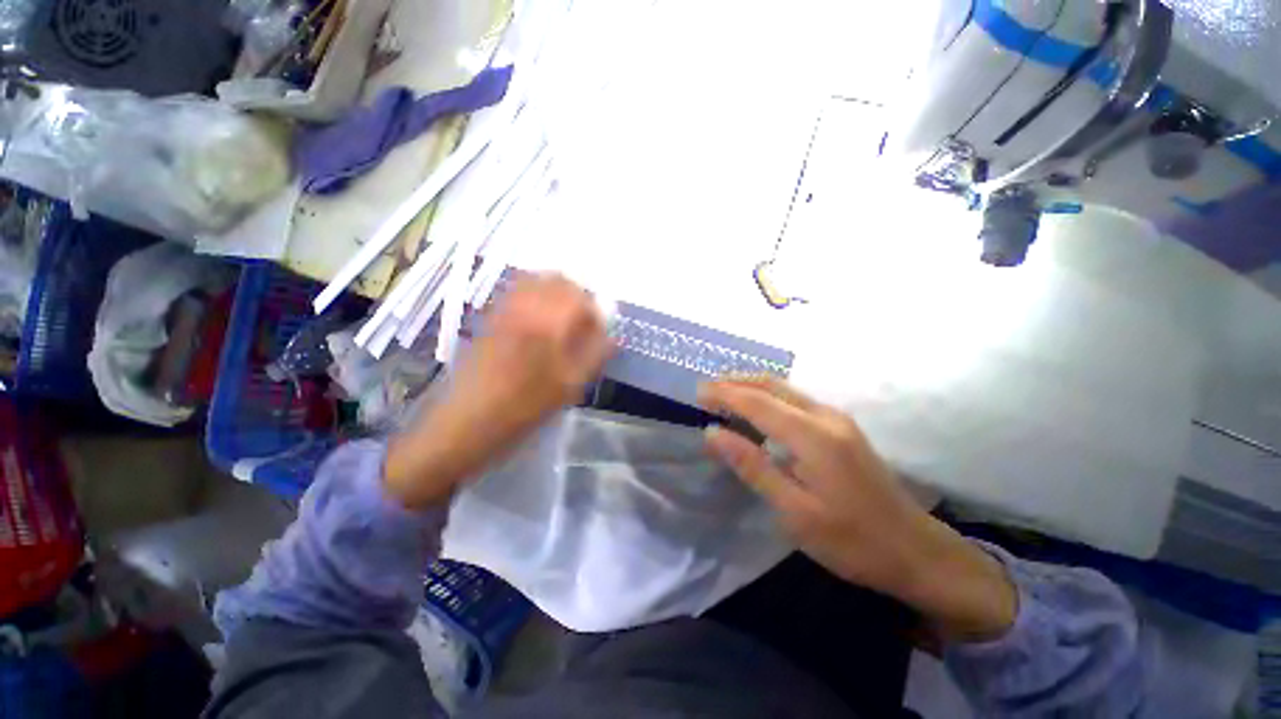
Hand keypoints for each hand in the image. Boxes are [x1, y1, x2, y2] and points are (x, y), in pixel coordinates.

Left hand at [384, 274, 609, 508]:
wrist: (467, 421)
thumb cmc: (524, 407)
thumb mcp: (570, 387)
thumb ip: (595, 355)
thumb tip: (613, 334)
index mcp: (549, 322)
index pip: (582, 296)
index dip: (595, 311)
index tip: (598, 331)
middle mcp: (526, 306)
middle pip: (558, 279)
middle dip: (577, 296)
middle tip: (582, 323)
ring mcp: (504, 308)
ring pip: (536, 281)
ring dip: (556, 294)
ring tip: (562, 320)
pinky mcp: (490, 316)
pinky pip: (517, 291)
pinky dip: (535, 297)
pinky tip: (538, 322)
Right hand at [699, 376, 1017, 642]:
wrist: (917, 551)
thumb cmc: (852, 541)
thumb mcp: (794, 512)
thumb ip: (752, 466)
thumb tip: (713, 434)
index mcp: (813, 436)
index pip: (757, 402)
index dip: (724, 394)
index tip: (697, 393)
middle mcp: (826, 417)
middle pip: (772, 385)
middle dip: (736, 382)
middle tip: (706, 389)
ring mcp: (838, 419)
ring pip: (785, 389)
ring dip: (752, 386)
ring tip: (724, 393)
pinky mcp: (843, 428)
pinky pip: (796, 399)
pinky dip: (769, 396)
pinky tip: (758, 409)